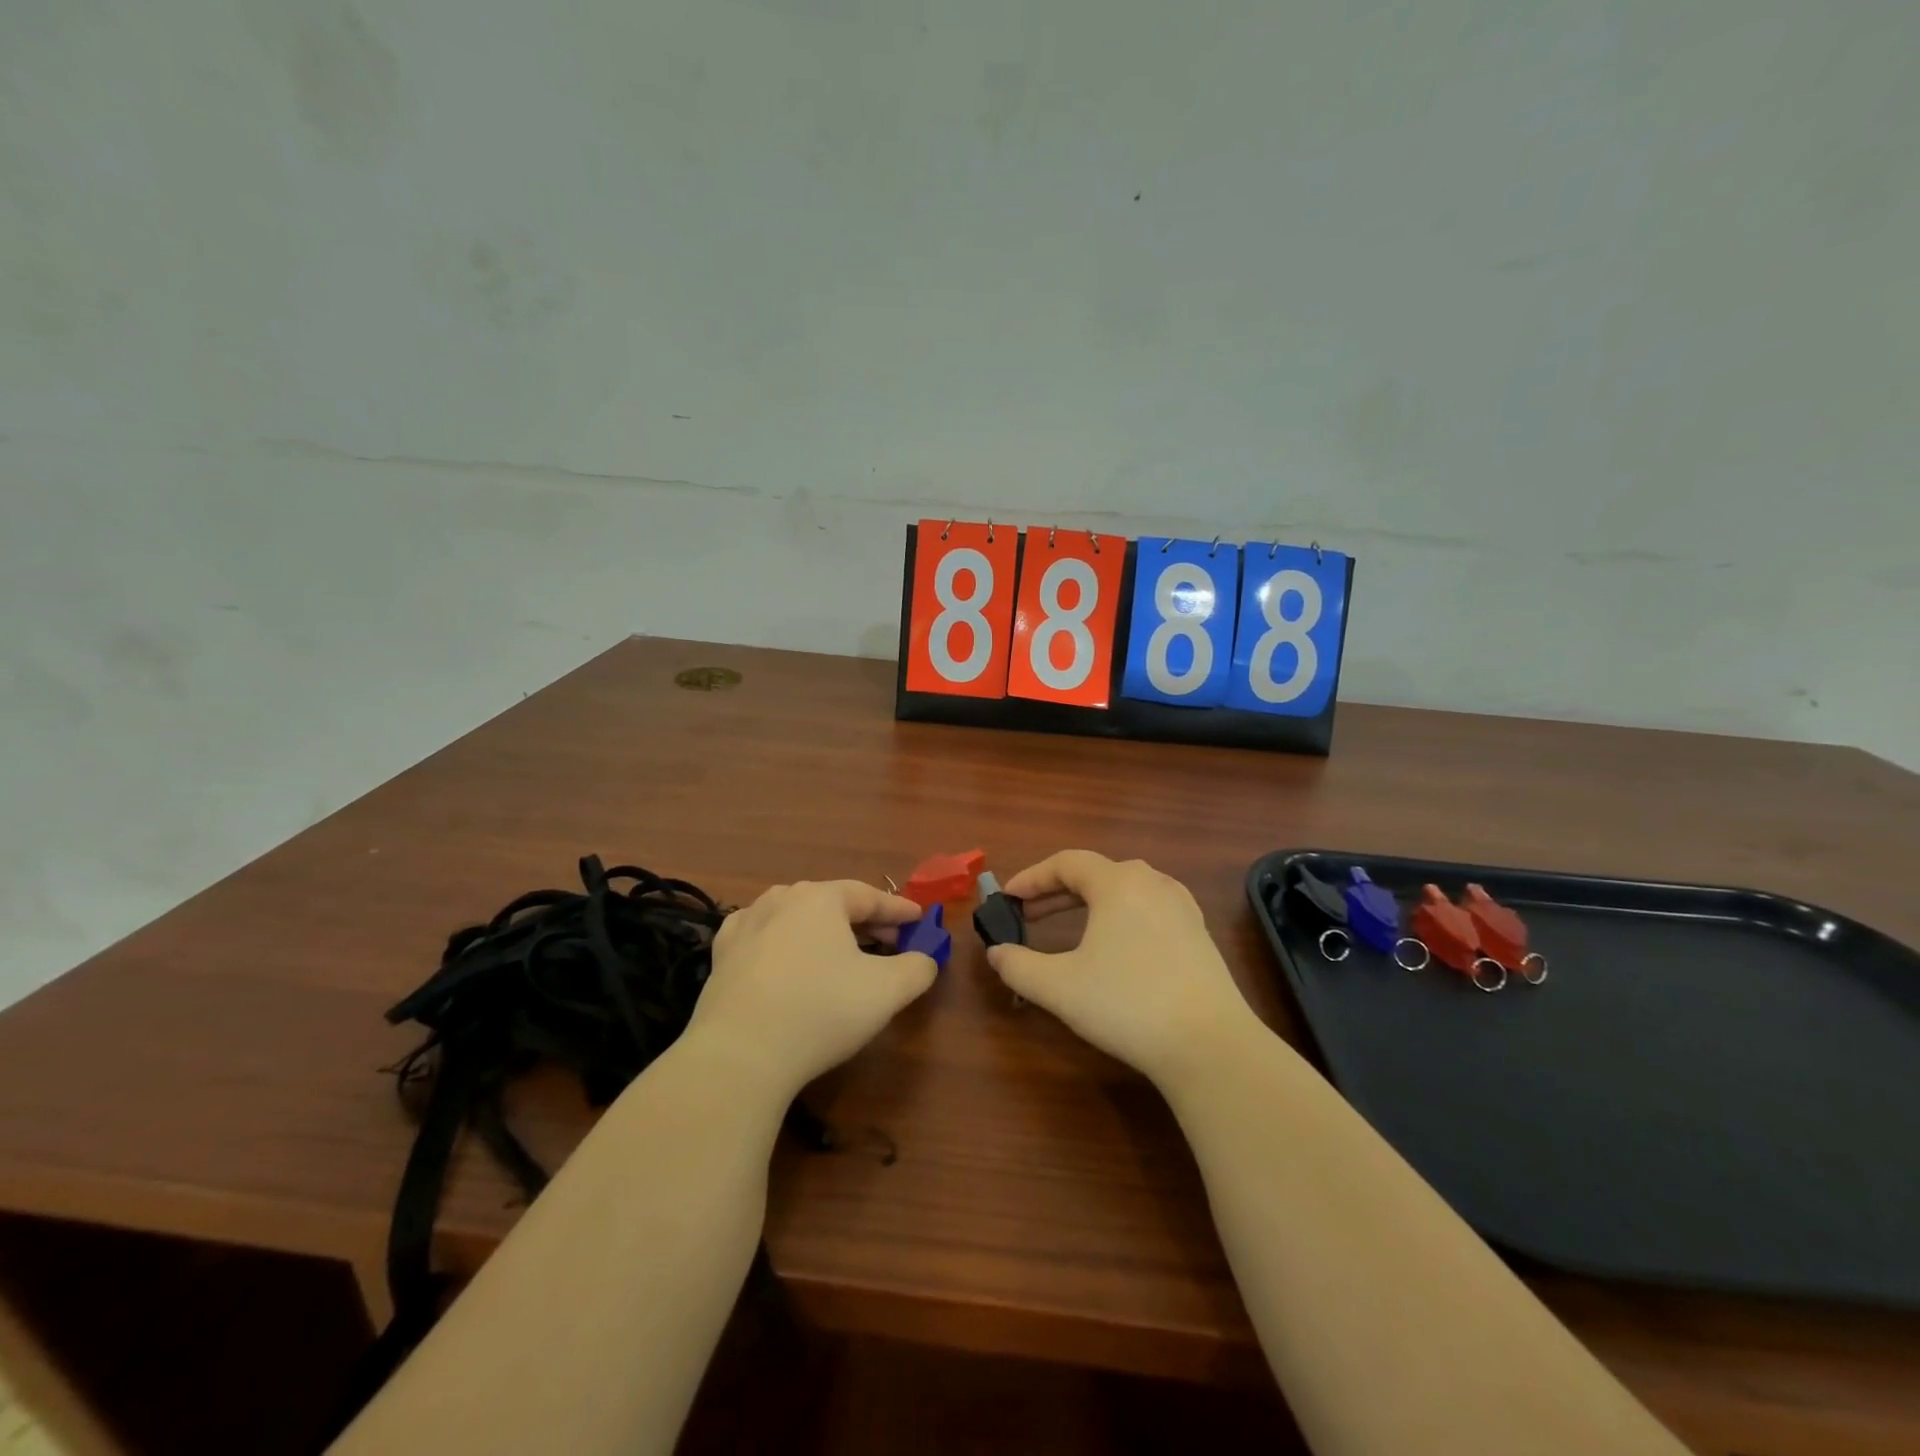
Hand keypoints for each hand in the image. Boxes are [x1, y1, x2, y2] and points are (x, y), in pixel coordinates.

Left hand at [688, 880, 935, 1096]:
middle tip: (890, 942)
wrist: (740, 1054)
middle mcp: (781, 899)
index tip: (919, 918)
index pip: (869, 897)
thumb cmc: (821, 1010)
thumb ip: (917, 969)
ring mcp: (746, 925)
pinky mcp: (722, 956)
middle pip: (832, 904)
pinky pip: (762, 937)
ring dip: (823, 930)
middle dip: (864, 921)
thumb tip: (926, 959)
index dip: (898, 909)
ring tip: (841, 950)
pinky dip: (783, 942)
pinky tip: (786, 956)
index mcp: (821, 898)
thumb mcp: (887, 991)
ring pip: (796, 917)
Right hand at [986, 851, 1256, 1087]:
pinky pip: (1150, 908)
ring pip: (1126, 888)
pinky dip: (1121, 915)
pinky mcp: (1199, 934)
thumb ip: (1019, 966)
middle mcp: (1152, 883)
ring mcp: (1182, 907)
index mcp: (1118, 883)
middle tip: (1029, 915)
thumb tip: (995, 953)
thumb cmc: (1127, 1004)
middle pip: (1096, 872)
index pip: (1066, 863)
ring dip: (1091, 902)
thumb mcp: (1060, 987)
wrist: (1209, 1045)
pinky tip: (1118, 943)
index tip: (1007, 898)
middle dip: (1057, 891)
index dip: (1031, 878)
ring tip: (1069, 924)